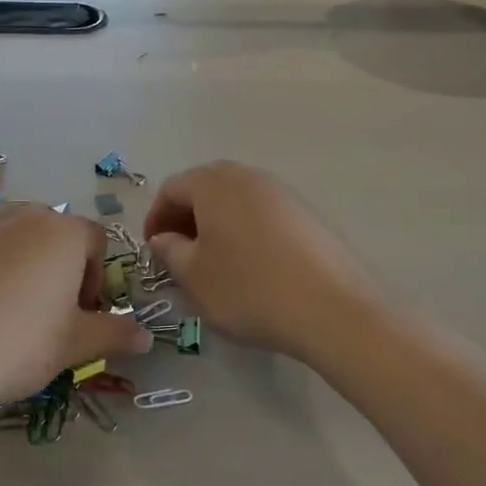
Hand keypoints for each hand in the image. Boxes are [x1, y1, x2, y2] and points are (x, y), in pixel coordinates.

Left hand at [0, 204, 151, 413]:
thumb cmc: (14, 345)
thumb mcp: (73, 346)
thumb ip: (114, 334)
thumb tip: (145, 336)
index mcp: (62, 233)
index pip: (96, 241)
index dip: (97, 278)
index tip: (81, 316)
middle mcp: (22, 215)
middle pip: (54, 235)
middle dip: (60, 269)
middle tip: (47, 316)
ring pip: (13, 239)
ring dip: (21, 266)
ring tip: (5, 314)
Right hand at [141, 162, 378, 363]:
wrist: (332, 309)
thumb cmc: (249, 289)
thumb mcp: (194, 276)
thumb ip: (170, 251)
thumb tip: (164, 238)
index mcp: (214, 183)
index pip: (172, 188)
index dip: (156, 217)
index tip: (153, 249)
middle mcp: (249, 176)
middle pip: (206, 187)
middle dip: (186, 217)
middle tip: (179, 253)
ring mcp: (283, 193)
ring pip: (236, 200)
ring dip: (217, 224)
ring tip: (214, 262)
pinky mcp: (308, 214)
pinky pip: (264, 214)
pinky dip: (246, 231)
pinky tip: (251, 266)